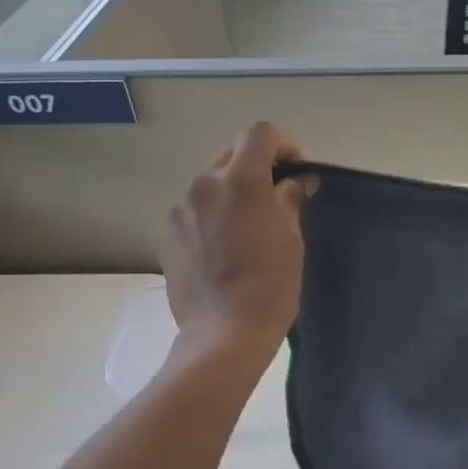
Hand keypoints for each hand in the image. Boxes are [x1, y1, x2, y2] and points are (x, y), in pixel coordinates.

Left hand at [162, 123, 310, 356]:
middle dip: (257, 165)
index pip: (260, 134)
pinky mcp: (169, 234)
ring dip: (232, 190)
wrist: (224, 333)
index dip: (284, 145)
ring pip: (210, 182)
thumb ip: (290, 200)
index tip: (298, 172)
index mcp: (240, 180)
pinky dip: (213, 215)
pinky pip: (195, 210)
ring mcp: (181, 209)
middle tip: (277, 195)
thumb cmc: (270, 287)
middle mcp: (204, 184)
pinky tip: (226, 247)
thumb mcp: (292, 240)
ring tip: (249, 224)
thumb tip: (295, 182)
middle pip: (231, 153)